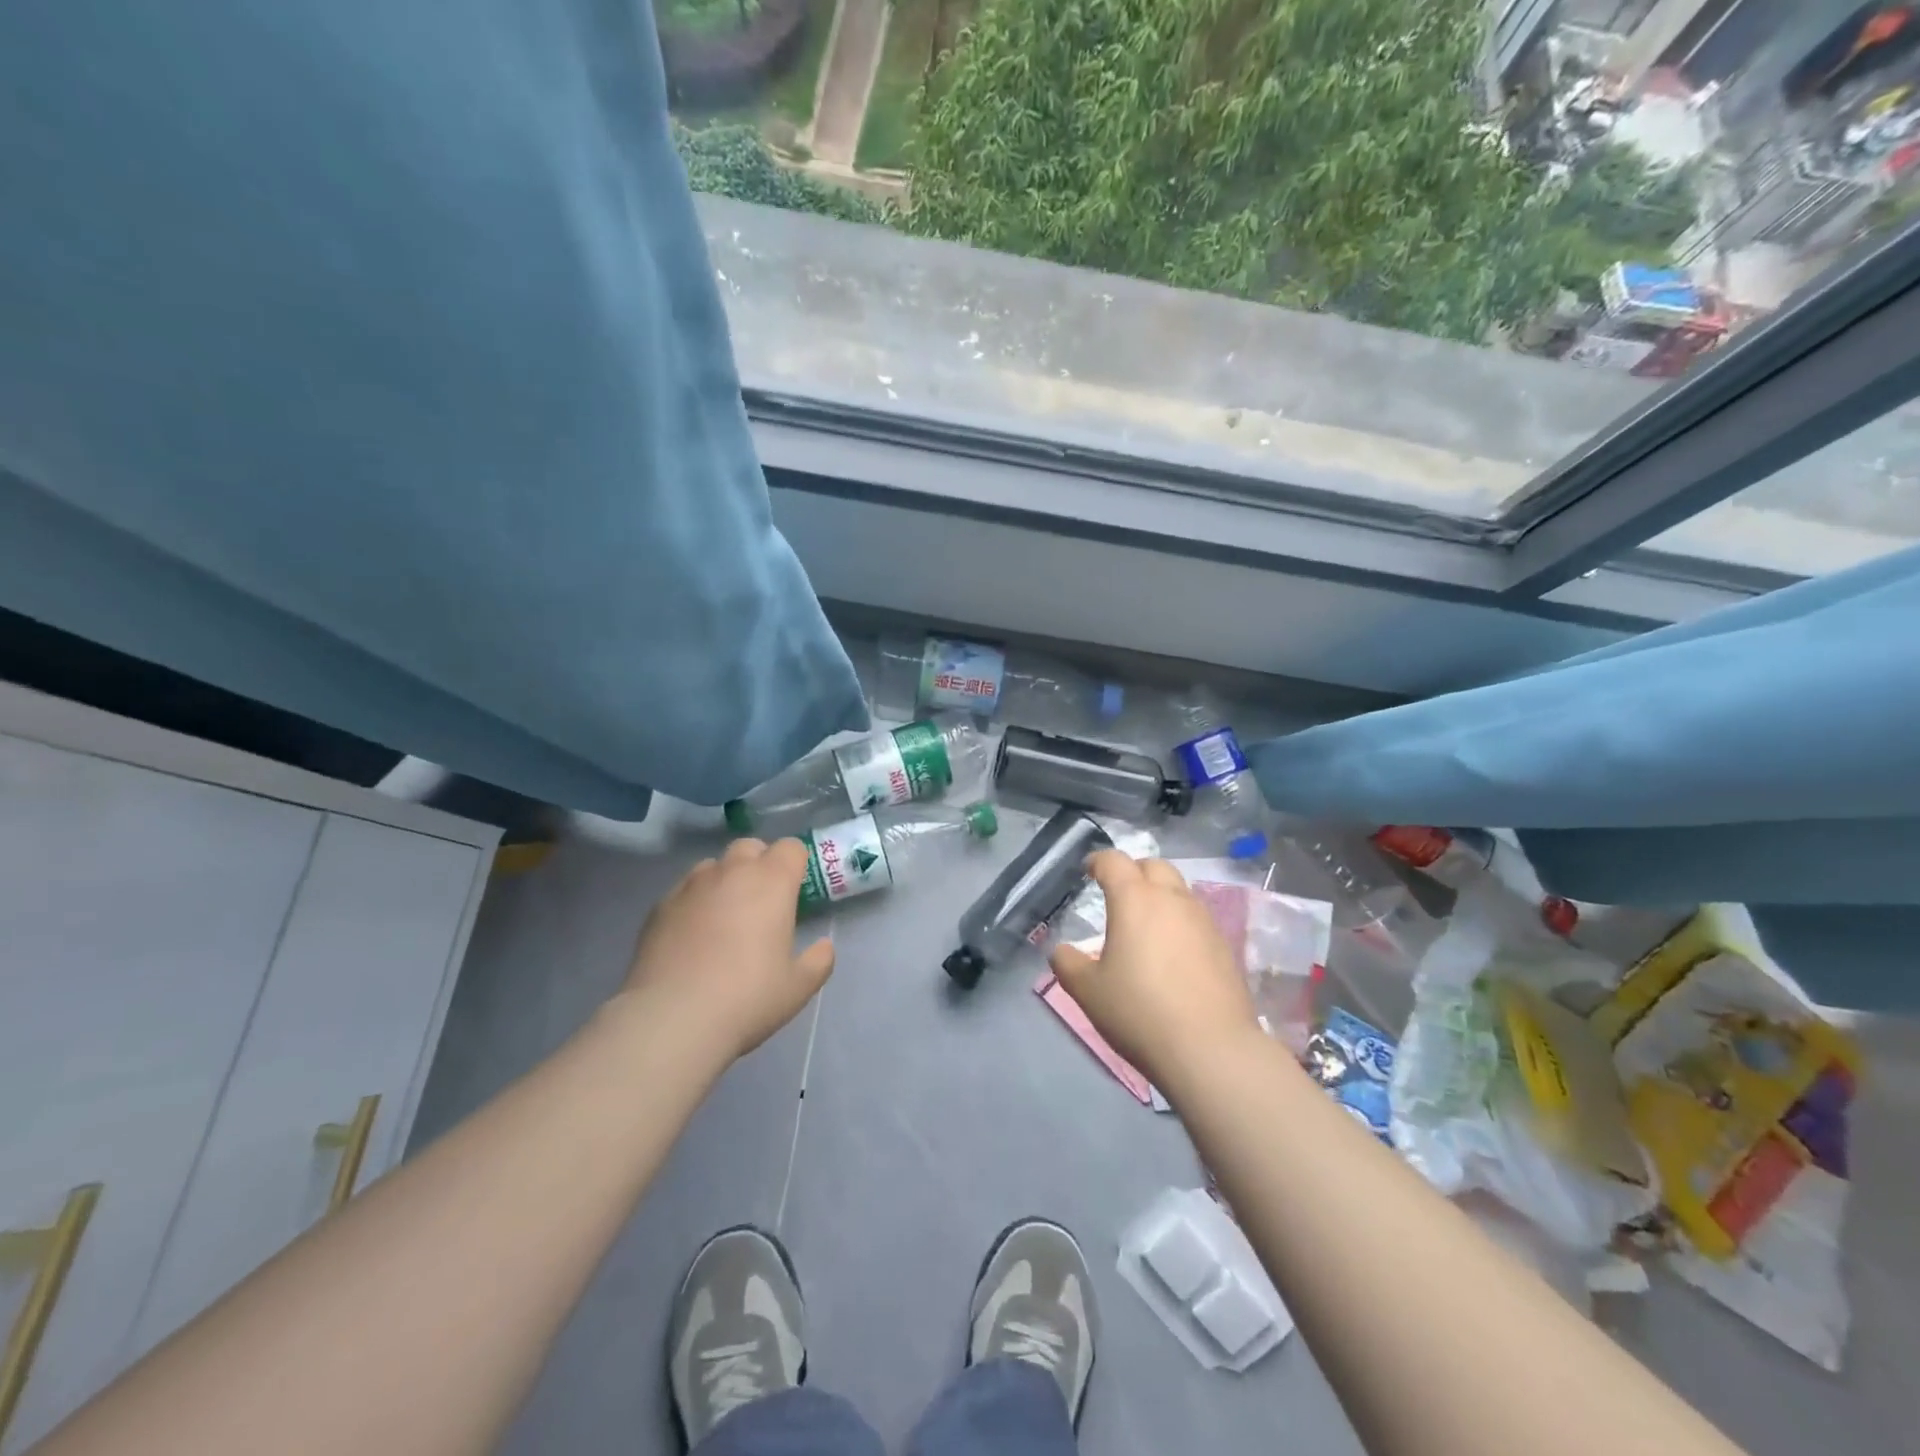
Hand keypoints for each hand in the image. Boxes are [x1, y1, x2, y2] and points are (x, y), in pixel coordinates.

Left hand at [619, 838, 834, 1062]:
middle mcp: (731, 872)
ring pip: (713, 866)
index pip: (790, 848)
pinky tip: (692, 937)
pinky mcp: (659, 907)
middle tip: (762, 901)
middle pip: (749, 847)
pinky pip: (684, 891)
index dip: (796, 863)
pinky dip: (694, 902)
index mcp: (772, 882)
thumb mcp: (798, 987)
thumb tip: (824, 947)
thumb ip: (818, 960)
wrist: (672, 1019)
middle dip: (759, 863)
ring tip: (724, 917)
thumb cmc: (747, 998)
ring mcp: (691, 886)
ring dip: (724, 880)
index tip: (796, 889)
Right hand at [1049, 851, 1260, 1088]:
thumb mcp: (1088, 991)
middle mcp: (1172, 899)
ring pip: (1179, 891)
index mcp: (1134, 900)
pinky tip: (1172, 955)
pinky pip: (1197, 919)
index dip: (1098, 861)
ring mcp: (1203, 921)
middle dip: (1133, 872)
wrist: (1211, 1049)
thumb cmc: (1139, 1011)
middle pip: (1153, 866)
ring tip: (1145, 926)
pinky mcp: (1224, 946)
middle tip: (1118, 894)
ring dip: (1160, 896)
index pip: (1114, 861)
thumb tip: (1062, 951)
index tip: (1088, 871)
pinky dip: (1180, 923)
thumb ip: (1068, 964)